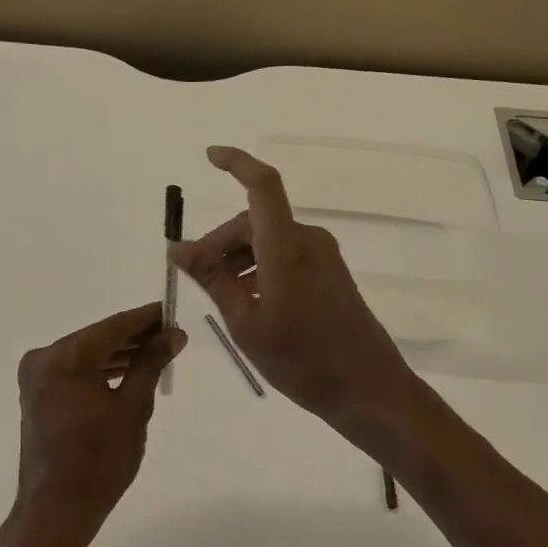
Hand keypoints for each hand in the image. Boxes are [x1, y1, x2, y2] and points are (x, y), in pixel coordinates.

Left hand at [12, 301, 185, 546]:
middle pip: (99, 337)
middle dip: (136, 336)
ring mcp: (38, 377)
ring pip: (88, 354)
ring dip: (121, 353)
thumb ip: (151, 363)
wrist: (56, 512)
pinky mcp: (39, 394)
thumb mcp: (133, 408)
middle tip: (172, 334)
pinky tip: (131, 370)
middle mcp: (44, 358)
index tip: (172, 310)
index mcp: (64, 357)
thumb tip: (173, 334)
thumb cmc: (99, 461)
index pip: (113, 326)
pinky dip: (102, 369)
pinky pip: (77, 371)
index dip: (146, 318)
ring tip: (159, 352)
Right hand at [169, 146, 423, 448]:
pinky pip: (286, 255)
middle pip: (254, 221)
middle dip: (220, 242)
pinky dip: (260, 267)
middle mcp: (308, 241)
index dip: (236, 163)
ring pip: (268, 240)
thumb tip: (177, 247)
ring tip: (220, 296)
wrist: (369, 390)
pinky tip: (248, 300)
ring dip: (238, 258)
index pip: (262, 185)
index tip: (210, 156)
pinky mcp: (330, 273)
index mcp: (286, 246)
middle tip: (195, 277)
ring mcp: (323, 256)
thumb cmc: (303, 360)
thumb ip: (212, 279)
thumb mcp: (246, 323)